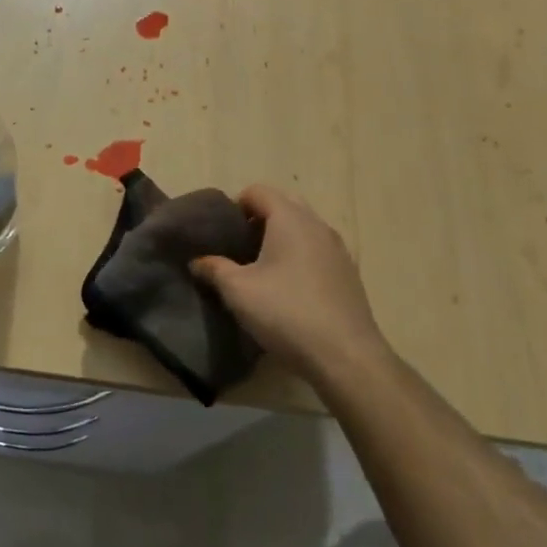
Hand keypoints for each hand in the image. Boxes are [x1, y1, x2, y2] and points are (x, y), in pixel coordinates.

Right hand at [191, 185, 389, 387]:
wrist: (345, 356)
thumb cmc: (286, 312)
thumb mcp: (238, 291)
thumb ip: (214, 269)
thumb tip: (197, 261)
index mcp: (290, 219)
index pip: (258, 191)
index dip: (235, 205)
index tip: (222, 233)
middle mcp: (317, 225)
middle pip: (284, 203)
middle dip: (259, 217)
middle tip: (240, 246)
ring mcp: (338, 248)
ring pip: (304, 227)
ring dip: (282, 236)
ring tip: (262, 267)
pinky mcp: (349, 273)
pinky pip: (318, 249)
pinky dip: (300, 255)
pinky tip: (289, 287)